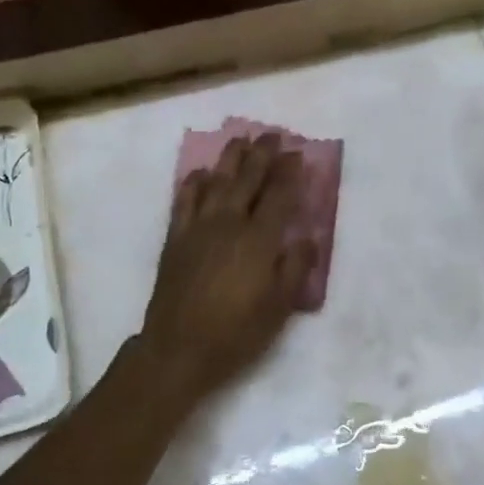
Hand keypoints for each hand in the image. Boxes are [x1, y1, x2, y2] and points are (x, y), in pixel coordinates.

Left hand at [137, 133, 314, 406]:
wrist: (178, 349)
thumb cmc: (236, 333)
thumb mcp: (279, 308)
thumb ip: (295, 268)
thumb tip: (307, 237)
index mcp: (259, 240)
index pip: (278, 196)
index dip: (289, 173)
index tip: (297, 154)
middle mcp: (229, 224)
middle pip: (248, 180)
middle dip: (262, 155)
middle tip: (271, 135)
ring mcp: (199, 228)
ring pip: (217, 182)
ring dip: (230, 159)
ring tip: (240, 141)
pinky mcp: (176, 238)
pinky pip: (184, 201)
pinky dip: (193, 183)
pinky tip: (200, 173)